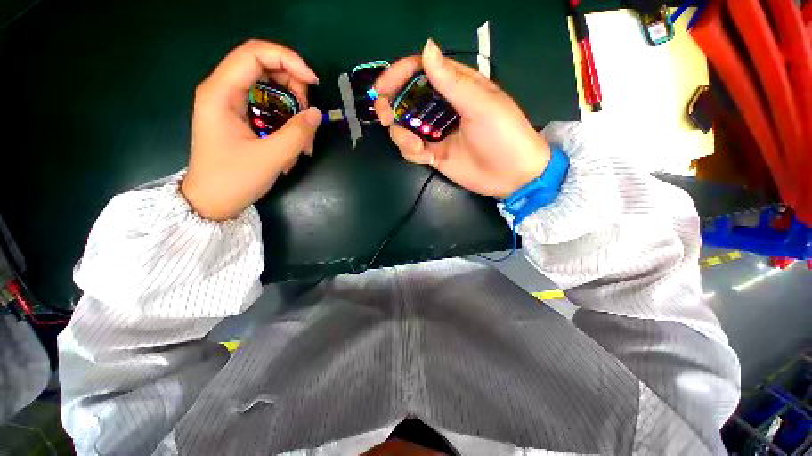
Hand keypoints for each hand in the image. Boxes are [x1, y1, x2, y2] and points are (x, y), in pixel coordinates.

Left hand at [181, 40, 321, 220]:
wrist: (212, 202)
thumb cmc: (233, 179)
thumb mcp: (270, 158)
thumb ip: (297, 133)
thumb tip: (317, 113)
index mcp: (221, 92)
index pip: (255, 54)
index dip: (288, 59)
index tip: (313, 82)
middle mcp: (224, 90)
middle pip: (265, 68)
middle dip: (294, 88)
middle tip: (308, 117)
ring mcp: (233, 104)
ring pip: (271, 89)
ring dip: (294, 110)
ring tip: (304, 140)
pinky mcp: (241, 117)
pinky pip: (270, 108)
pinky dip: (287, 122)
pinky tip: (293, 144)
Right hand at [374, 39, 550, 198]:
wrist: (510, 175)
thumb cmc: (503, 135)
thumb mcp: (481, 105)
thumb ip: (452, 81)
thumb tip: (426, 48)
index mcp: (455, 86)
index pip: (420, 71)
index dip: (398, 75)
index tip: (381, 88)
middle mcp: (441, 107)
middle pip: (405, 99)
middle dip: (390, 106)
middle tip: (385, 117)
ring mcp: (436, 132)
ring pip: (404, 127)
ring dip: (402, 136)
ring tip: (418, 148)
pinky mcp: (433, 153)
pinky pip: (412, 149)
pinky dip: (412, 152)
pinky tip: (426, 158)